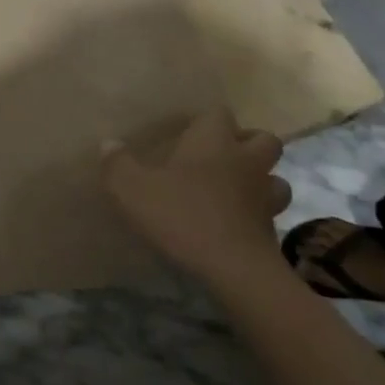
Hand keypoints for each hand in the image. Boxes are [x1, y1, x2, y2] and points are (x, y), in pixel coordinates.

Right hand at [103, 110, 291, 283]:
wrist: (235, 271)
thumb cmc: (182, 216)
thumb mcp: (133, 189)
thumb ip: (118, 164)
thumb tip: (108, 143)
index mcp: (213, 141)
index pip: (219, 113)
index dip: (207, 121)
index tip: (190, 133)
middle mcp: (245, 161)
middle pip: (264, 139)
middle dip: (247, 144)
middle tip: (221, 157)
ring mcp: (265, 197)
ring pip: (276, 178)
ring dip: (261, 181)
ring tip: (237, 190)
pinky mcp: (273, 231)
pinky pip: (271, 214)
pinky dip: (258, 216)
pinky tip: (238, 225)